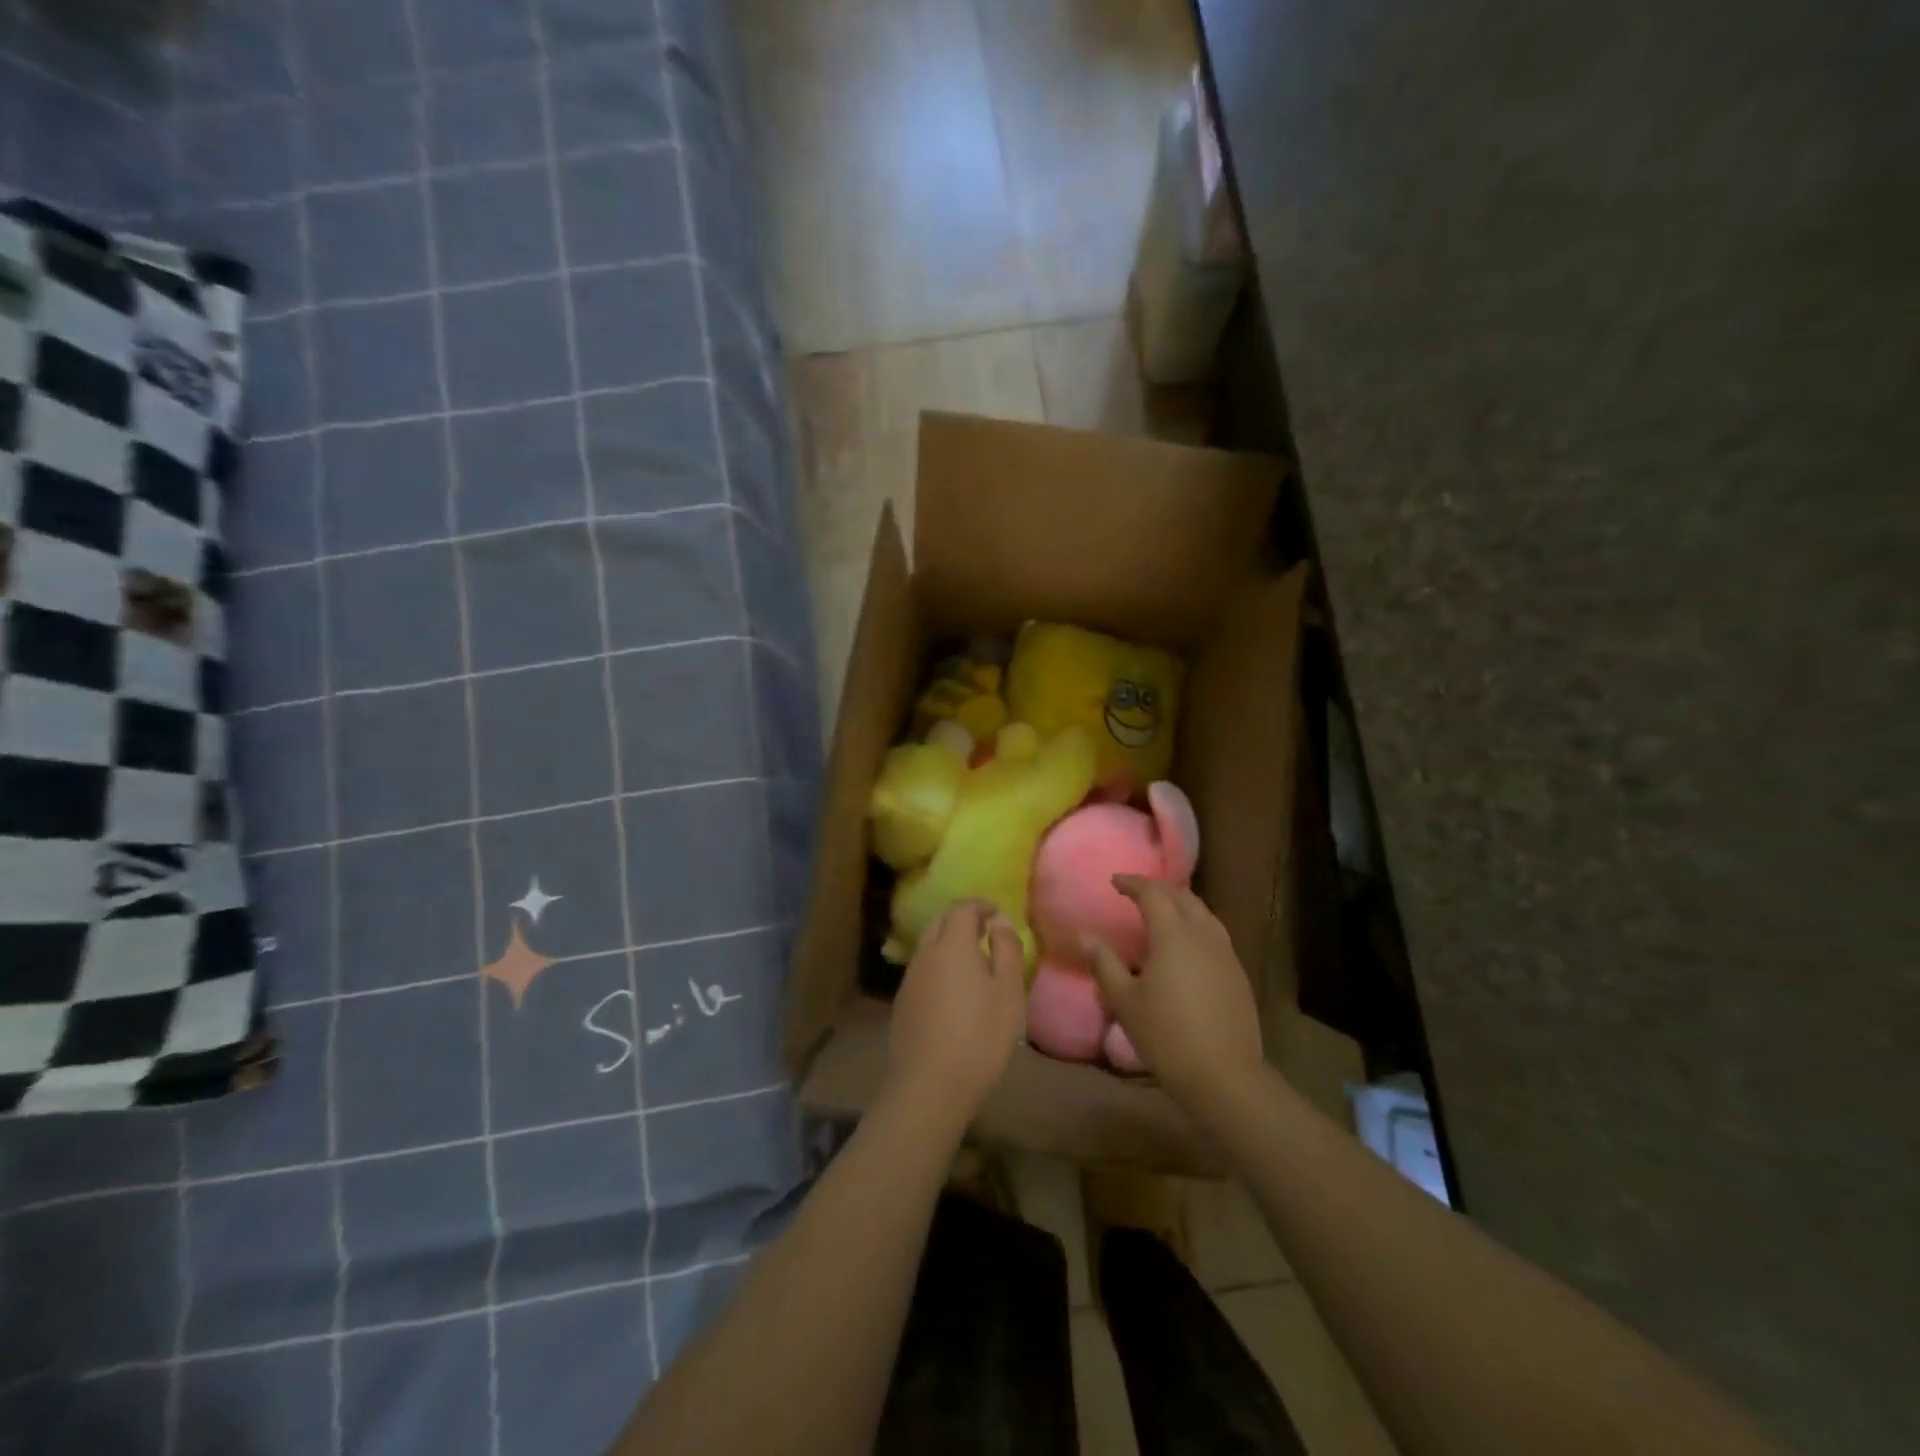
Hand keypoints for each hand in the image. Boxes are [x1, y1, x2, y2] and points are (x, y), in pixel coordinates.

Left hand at [887, 900, 1026, 1123]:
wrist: (929, 1087)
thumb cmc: (979, 1036)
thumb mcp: (1008, 991)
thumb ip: (1006, 949)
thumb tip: (998, 922)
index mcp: (951, 944)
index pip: (963, 908)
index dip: (982, 906)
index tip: (998, 914)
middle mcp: (925, 954)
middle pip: (941, 923)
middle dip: (963, 922)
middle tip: (987, 937)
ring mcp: (909, 980)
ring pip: (929, 948)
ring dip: (950, 946)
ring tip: (975, 967)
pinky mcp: (902, 1004)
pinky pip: (923, 972)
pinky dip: (939, 969)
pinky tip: (954, 995)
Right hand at [1085, 876, 1264, 1107]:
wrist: (1225, 1076)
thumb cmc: (1166, 1035)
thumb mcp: (1125, 1000)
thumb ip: (1104, 963)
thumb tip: (1084, 934)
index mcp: (1173, 935)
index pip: (1153, 893)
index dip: (1133, 883)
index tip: (1115, 881)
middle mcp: (1203, 935)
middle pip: (1183, 897)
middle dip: (1158, 888)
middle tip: (1136, 892)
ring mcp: (1226, 953)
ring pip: (1204, 913)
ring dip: (1181, 904)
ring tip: (1162, 911)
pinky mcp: (1238, 973)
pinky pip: (1215, 933)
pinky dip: (1196, 924)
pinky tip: (1187, 943)